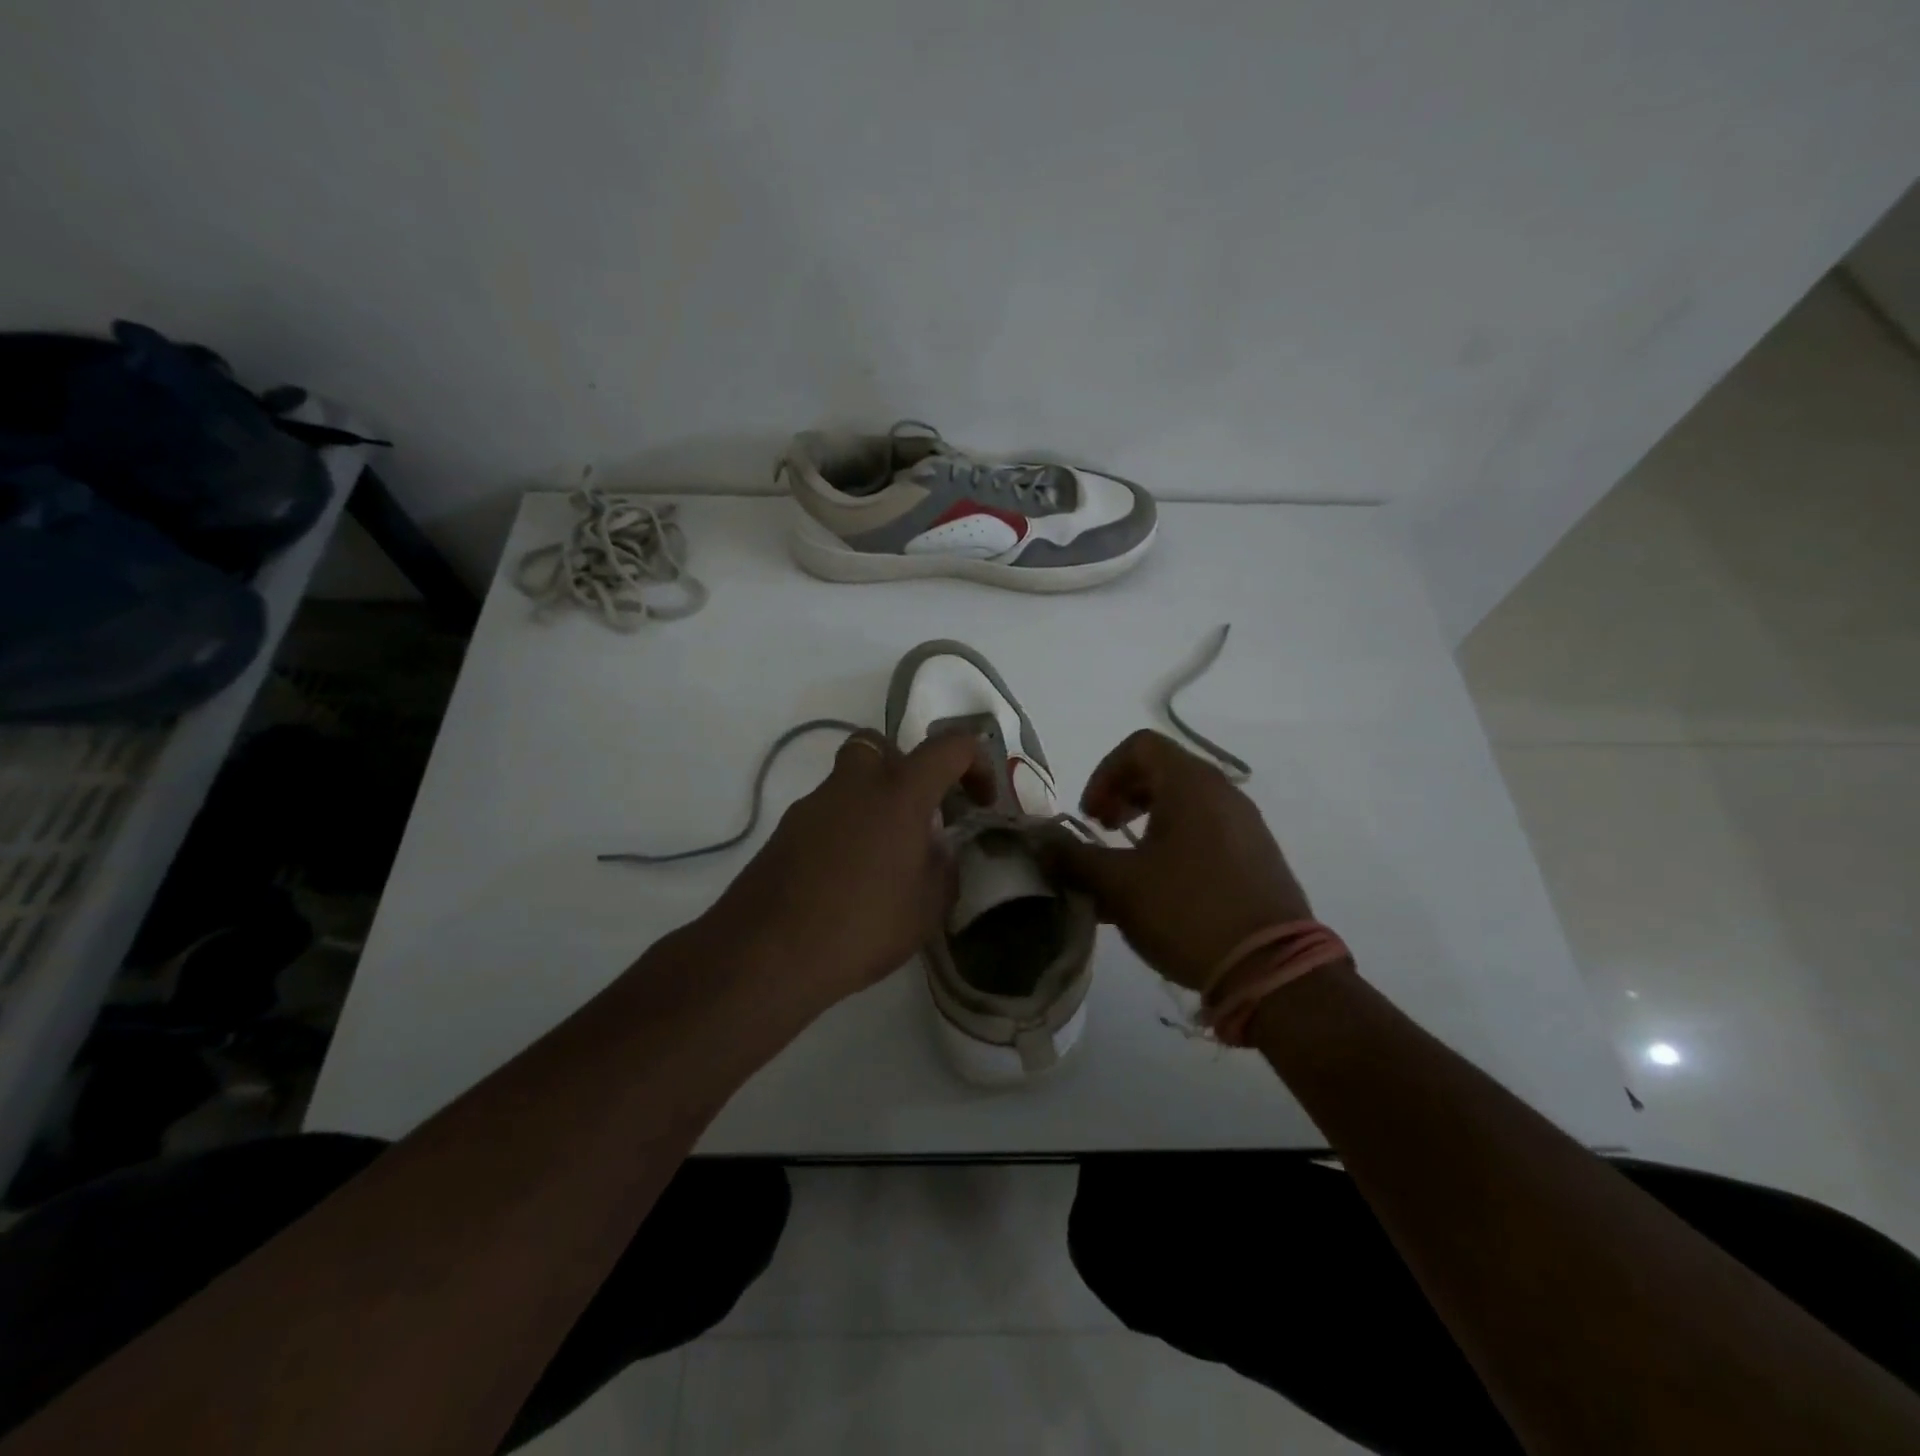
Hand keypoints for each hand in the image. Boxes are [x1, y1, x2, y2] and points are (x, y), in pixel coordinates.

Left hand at [703, 729, 981, 1007]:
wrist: (768, 952)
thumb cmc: (863, 925)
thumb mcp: (929, 905)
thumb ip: (943, 865)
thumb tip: (936, 848)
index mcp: (899, 792)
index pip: (949, 747)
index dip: (976, 763)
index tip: (980, 801)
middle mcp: (854, 784)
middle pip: (882, 746)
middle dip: (908, 769)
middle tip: (919, 814)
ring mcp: (813, 804)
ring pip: (850, 779)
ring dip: (874, 801)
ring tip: (885, 856)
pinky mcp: (785, 830)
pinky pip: (827, 812)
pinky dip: (845, 828)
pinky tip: (847, 877)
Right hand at [1043, 730, 1311, 991]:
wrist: (1273, 970)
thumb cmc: (1188, 911)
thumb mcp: (1119, 885)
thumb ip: (1074, 859)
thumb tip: (1041, 844)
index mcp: (1191, 785)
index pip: (1139, 746)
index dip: (1104, 773)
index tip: (1091, 816)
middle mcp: (1223, 794)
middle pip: (1162, 771)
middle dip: (1122, 797)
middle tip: (1103, 832)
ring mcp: (1246, 825)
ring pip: (1185, 804)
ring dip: (1146, 824)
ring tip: (1127, 865)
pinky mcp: (1257, 857)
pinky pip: (1206, 832)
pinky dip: (1174, 843)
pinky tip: (1160, 889)